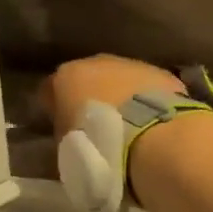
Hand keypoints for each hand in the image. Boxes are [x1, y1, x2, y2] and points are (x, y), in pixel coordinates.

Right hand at [40, 54, 185, 134]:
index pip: (50, 89)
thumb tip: (70, 137)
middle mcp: (97, 62)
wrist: (154, 140)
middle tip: (96, 126)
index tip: (61, 126)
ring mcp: (132, 65)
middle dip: (90, 97)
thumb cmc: (99, 147)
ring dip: (121, 97)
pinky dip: (147, 101)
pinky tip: (152, 123)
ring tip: (128, 127)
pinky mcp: (162, 75)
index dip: (54, 108)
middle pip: (87, 78)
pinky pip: (147, 88)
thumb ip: (64, 134)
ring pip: (120, 79)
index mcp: (66, 77)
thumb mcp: (67, 149)